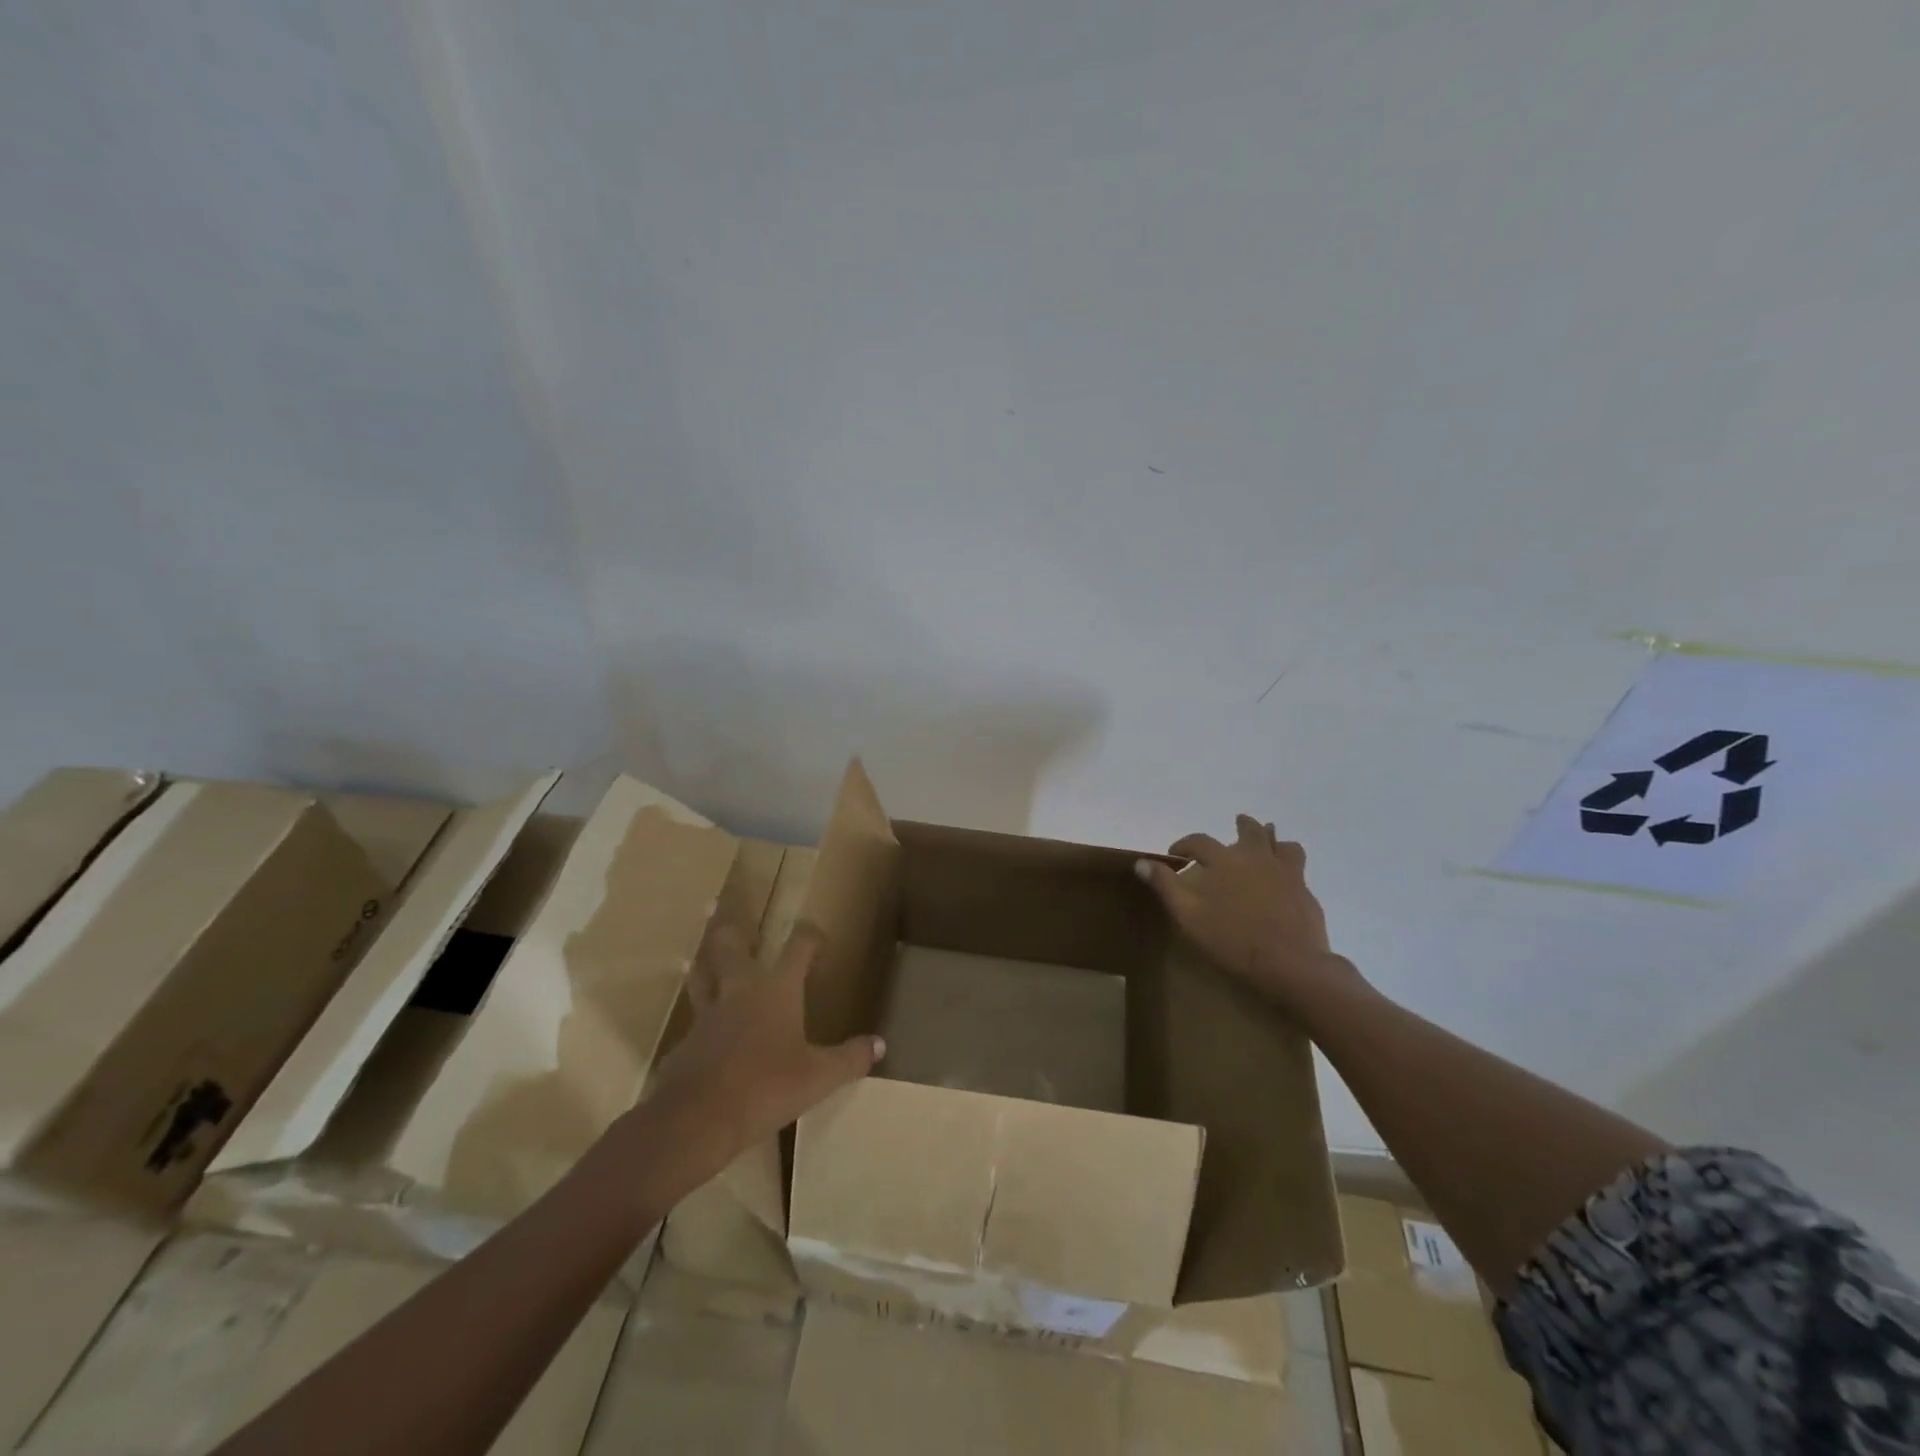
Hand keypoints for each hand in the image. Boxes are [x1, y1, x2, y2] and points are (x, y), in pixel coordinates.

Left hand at [639, 921, 883, 1186]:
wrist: (697, 1118)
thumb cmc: (767, 1086)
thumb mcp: (819, 1077)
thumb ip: (850, 1058)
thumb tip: (880, 1044)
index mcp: (777, 990)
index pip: (797, 948)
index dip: (808, 936)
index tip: (815, 932)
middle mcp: (740, 991)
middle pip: (731, 947)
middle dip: (733, 930)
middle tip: (726, 913)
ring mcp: (708, 1016)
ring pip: (702, 977)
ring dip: (703, 965)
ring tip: (699, 959)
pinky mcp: (685, 1045)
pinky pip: (693, 1022)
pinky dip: (699, 1020)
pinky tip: (702, 1033)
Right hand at [1136, 815, 1357, 1011]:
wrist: (1290, 964)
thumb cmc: (1232, 940)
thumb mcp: (1188, 916)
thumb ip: (1166, 886)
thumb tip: (1142, 862)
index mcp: (1225, 861)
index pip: (1199, 841)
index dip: (1184, 844)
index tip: (1176, 854)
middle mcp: (1256, 857)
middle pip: (1250, 830)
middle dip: (1242, 825)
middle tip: (1237, 824)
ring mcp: (1285, 872)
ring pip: (1282, 844)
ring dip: (1272, 839)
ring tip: (1268, 843)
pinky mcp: (1305, 891)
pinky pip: (1298, 867)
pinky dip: (1288, 864)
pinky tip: (1284, 878)